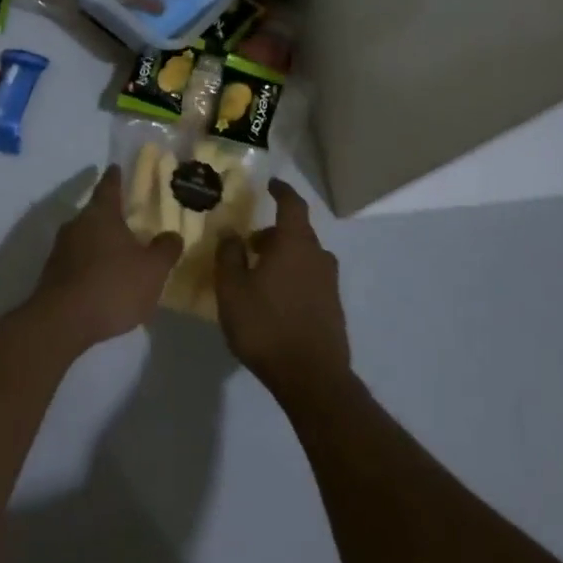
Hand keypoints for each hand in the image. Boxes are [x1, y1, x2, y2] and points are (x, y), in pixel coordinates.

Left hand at [34, 166, 182, 349]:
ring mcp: (61, 249)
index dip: (115, 177)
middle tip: (130, 220)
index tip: (117, 167)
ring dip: (101, 242)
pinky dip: (91, 264)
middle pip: (96, 212)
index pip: (109, 186)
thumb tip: (172, 235)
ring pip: (85, 237)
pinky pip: (77, 260)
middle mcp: (77, 224)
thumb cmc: (112, 286)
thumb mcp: (152, 270)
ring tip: (120, 254)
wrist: (62, 322)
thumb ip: (165, 249)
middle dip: (112, 215)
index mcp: (101, 214)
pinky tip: (104, 281)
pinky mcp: (53, 274)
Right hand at [215, 178, 349, 399]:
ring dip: (283, 255)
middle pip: (297, 232)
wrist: (311, 378)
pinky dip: (293, 275)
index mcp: (294, 243)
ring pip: (304, 256)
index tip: (270, 184)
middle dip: (273, 231)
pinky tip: (275, 298)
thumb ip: (229, 255)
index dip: (281, 191)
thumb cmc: (266, 326)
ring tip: (259, 272)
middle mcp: (317, 256)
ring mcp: (329, 283)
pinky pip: (310, 277)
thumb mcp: (232, 289)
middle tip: (249, 243)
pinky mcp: (333, 307)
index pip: (292, 204)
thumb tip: (231, 231)